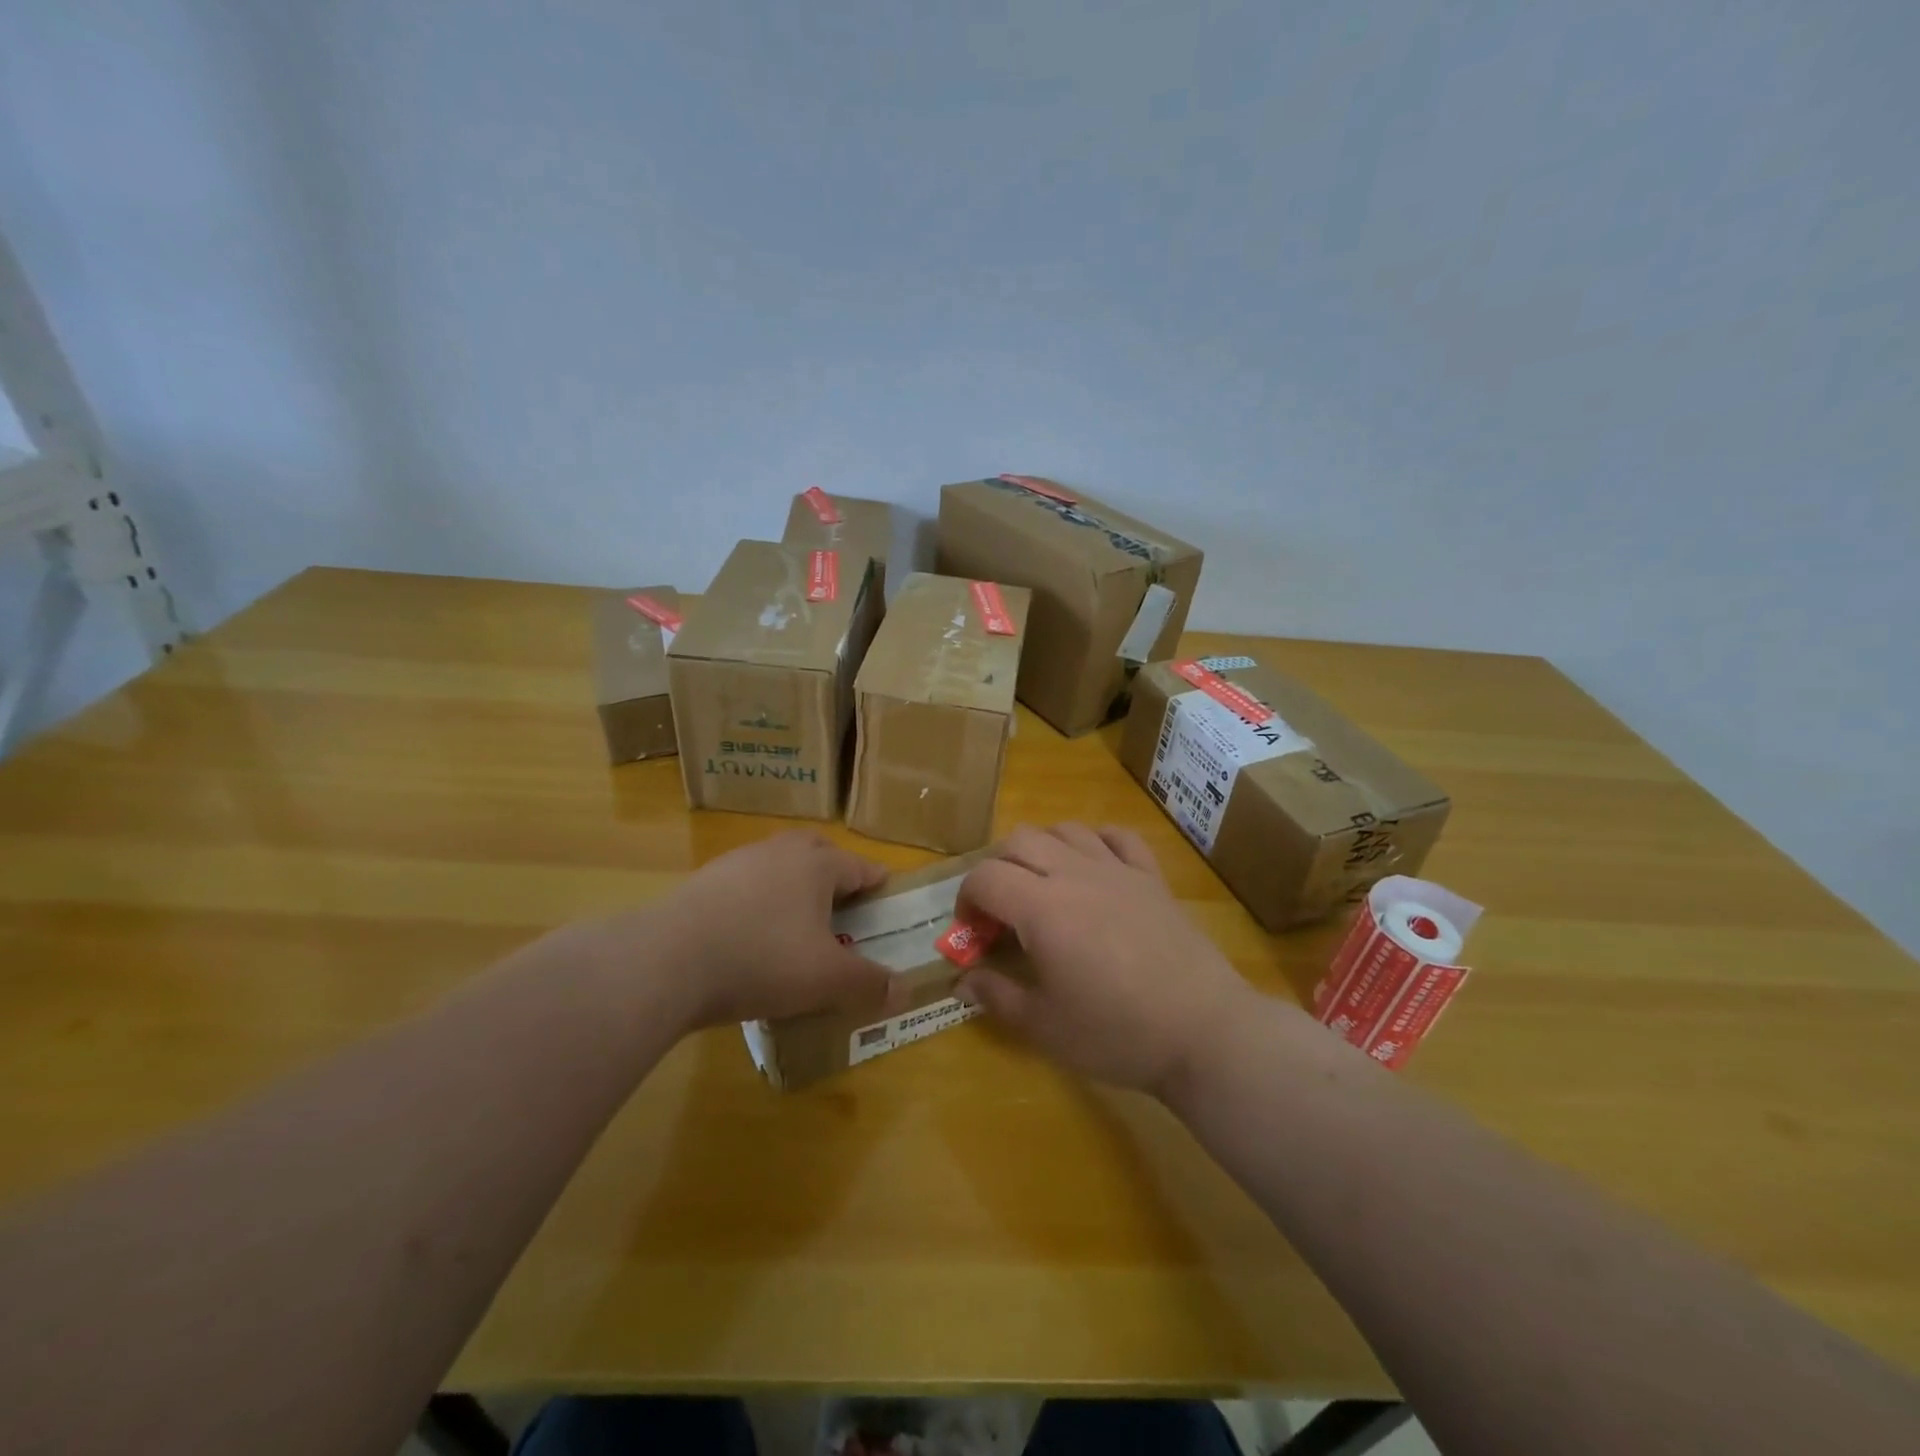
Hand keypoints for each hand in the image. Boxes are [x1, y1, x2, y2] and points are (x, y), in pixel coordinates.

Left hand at [640, 830, 893, 1028]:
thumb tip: (904, 991)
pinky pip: (743, 883)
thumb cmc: (762, 960)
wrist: (667, 961)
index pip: (858, 866)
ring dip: (791, 883)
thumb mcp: (826, 980)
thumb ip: (868, 983)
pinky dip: (756, 899)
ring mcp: (736, 863)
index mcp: (816, 865)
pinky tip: (749, 932)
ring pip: (776, 863)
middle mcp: (779, 852)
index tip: (886, 892)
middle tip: (842, 900)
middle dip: (833, 870)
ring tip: (795, 918)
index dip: (876, 880)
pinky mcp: (702, 882)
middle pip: (816, 850)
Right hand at [956, 824, 1255, 1096]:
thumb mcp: (1044, 1027)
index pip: (985, 877)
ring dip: (1041, 849)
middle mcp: (1075, 874)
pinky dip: (1096, 841)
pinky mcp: (1152, 878)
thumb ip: (997, 996)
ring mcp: (1118, 870)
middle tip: (1001, 910)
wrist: (1203, 1031)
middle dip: (997, 868)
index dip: (966, 900)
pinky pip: (1119, 837)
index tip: (972, 933)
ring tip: (1043, 886)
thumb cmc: (1117, 1032)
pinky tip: (1094, 866)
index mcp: (1042, 908)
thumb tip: (963, 979)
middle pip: (1019, 841)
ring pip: (1066, 830)